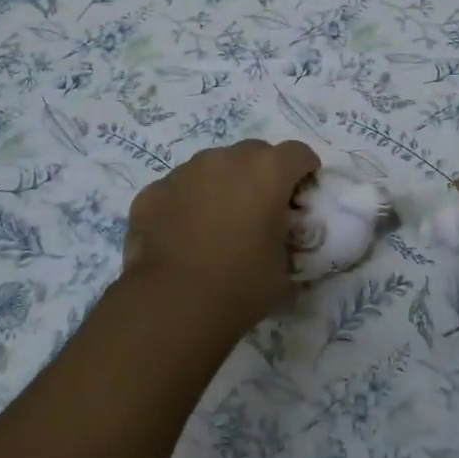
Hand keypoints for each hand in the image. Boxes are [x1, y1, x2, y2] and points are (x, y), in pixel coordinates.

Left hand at [122, 139, 319, 335]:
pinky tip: (182, 235)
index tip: (303, 193)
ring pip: (212, 166)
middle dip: (262, 174)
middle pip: (254, 152)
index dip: (305, 170)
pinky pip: (178, 188)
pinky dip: (185, 203)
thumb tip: (276, 235)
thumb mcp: (284, 265)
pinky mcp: (153, 191)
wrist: (173, 304)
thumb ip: (285, 236)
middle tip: (260, 209)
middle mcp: (226, 159)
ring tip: (216, 223)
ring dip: (221, 184)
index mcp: (267, 171)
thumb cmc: (241, 285)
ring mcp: (185, 171)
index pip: (298, 153)